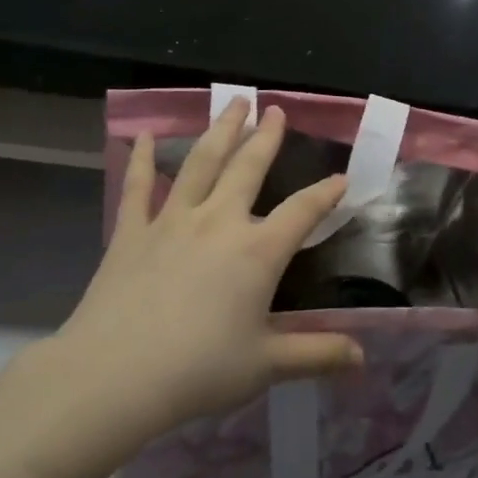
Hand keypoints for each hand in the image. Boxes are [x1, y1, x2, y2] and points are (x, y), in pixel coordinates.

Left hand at [48, 99, 362, 442]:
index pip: (302, 212)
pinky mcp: (131, 231)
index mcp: (256, 251)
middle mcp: (218, 222)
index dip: (326, 194)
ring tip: (232, 103)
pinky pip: (137, 186)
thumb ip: (316, 354)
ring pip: (200, 162)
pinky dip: (140, 160)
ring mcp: (171, 220)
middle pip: (248, 167)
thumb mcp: (266, 365)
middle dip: (266, 137)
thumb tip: (362, 356)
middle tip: (275, 110)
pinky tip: (140, 136)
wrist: (115, 374)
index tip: (342, 178)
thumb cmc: (198, 370)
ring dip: (219, 130)